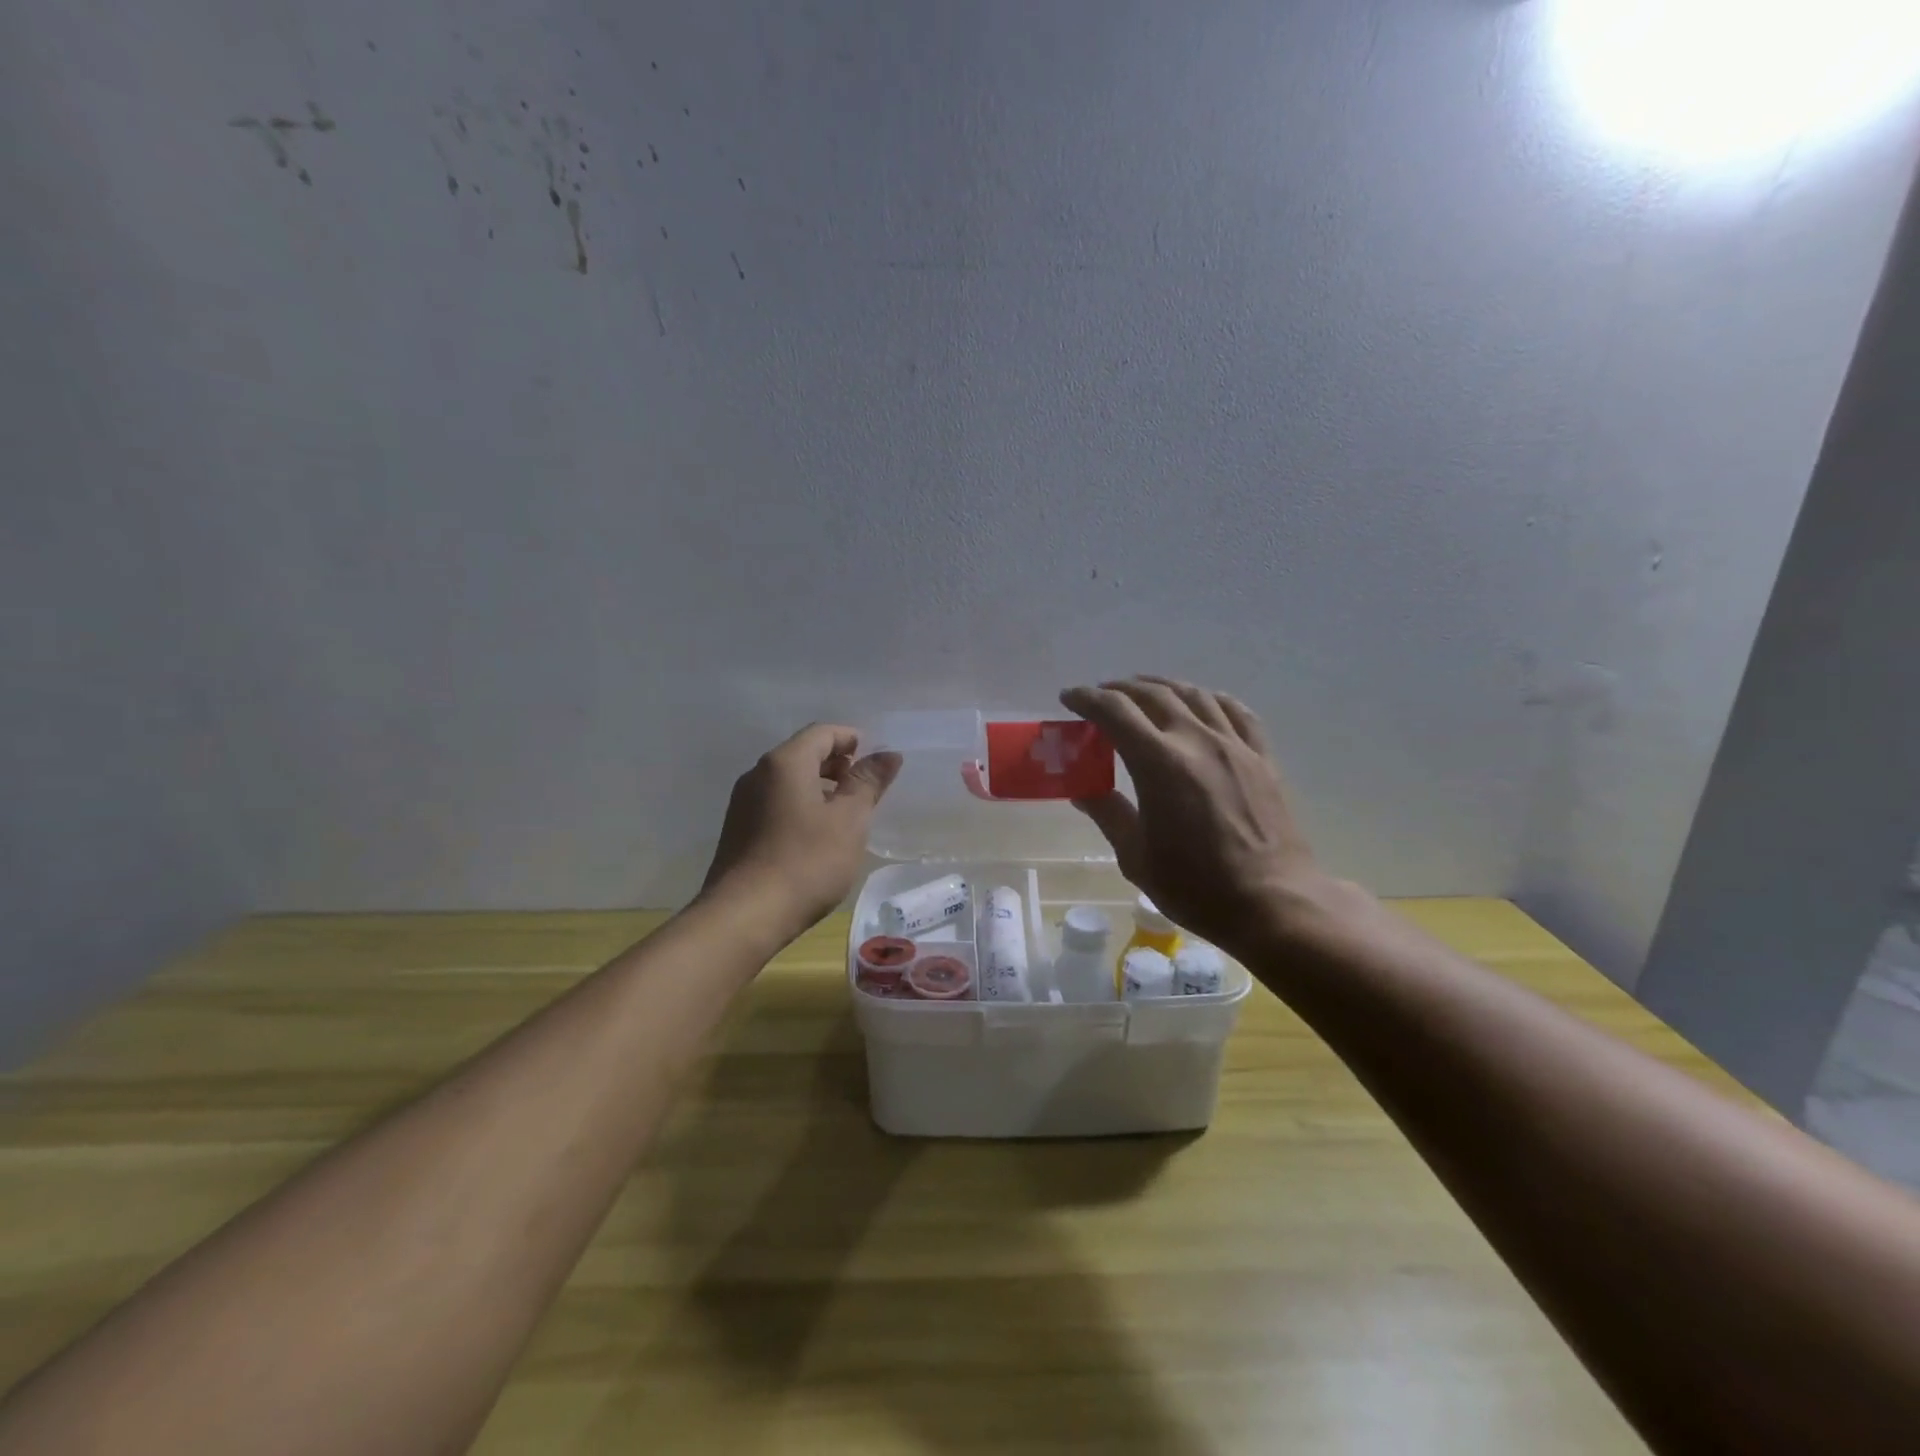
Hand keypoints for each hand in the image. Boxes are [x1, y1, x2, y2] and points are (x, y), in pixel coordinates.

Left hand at [699, 724, 901, 939]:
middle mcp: (758, 774)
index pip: (822, 732)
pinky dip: (800, 806)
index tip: (876, 762)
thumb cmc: (806, 862)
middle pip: (803, 753)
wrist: (745, 916)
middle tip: (865, 788)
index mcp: (785, 762)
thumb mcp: (849, 821)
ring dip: (819, 787)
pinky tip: (816, 836)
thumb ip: (868, 783)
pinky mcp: (737, 830)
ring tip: (845, 814)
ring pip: (788, 780)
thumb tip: (888, 754)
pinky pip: (775, 803)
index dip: (852, 739)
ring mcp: (743, 803)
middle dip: (837, 764)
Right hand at [1060, 677, 1364, 955]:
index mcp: (1159, 763)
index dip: (1087, 699)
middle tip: (1100, 697)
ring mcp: (1235, 745)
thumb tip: (1082, 790)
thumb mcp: (1136, 856)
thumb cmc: (1196, 886)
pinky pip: (1236, 711)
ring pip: (1194, 695)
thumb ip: (1109, 813)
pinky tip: (1201, 703)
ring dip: (1162, 687)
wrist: (1273, 904)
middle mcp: (1196, 740)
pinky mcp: (1262, 757)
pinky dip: (1210, 699)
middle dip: (1120, 690)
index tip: (1069, 698)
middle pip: (1153, 695)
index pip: (1115, 712)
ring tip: (1144, 692)